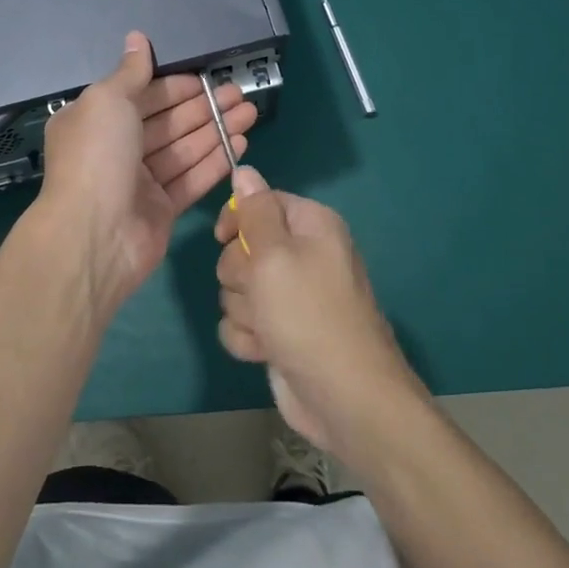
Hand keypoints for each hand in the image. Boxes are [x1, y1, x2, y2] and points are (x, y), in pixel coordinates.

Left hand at [34, 31, 258, 313]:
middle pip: (168, 122)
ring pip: (184, 149)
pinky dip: (215, 161)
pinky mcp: (161, 209)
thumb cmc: (97, 156)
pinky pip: (191, 179)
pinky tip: (240, 144)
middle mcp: (116, 148)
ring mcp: (139, 181)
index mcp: (96, 120)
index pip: (142, 96)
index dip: (175, 87)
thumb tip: (137, 37)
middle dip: (203, 106)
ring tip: (250, 113)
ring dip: (216, 130)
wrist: (94, 235)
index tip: (207, 79)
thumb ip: (130, 71)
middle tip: (240, 94)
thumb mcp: (108, 100)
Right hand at [215, 167, 426, 457]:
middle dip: (241, 275)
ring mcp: (290, 297)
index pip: (260, 201)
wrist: (344, 398)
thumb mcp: (275, 254)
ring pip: (237, 288)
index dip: (238, 219)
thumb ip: (255, 211)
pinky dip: (248, 338)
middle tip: (261, 292)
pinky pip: (242, 322)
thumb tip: (245, 169)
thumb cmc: (308, 315)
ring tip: (269, 328)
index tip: (224, 238)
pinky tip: (265, 351)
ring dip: (245, 311)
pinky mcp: (278, 332)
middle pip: (242, 248)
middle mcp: (302, 256)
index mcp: (311, 226)